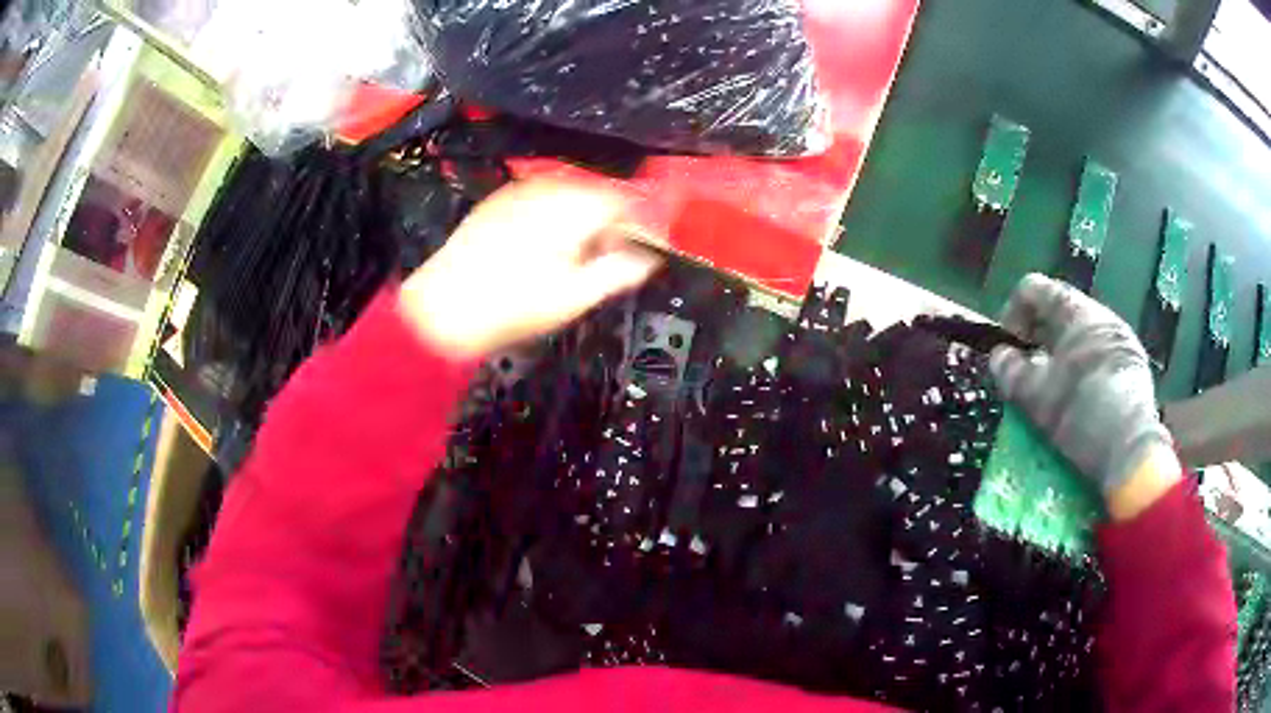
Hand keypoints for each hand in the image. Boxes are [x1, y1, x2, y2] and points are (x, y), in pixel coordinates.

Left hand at [399, 180, 661, 358]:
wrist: (439, 309)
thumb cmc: (510, 308)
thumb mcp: (573, 297)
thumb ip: (618, 272)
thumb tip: (649, 260)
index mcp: (571, 207)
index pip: (626, 200)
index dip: (644, 225)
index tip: (651, 252)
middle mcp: (546, 187)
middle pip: (597, 195)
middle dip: (612, 224)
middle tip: (614, 261)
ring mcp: (516, 192)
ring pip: (568, 197)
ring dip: (583, 222)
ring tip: (578, 260)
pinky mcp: (495, 203)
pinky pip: (539, 202)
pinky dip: (554, 220)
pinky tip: (544, 250)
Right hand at [989, 274, 1180, 503]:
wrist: (1131, 452)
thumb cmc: (1080, 414)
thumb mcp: (1037, 397)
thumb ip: (1011, 372)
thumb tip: (999, 356)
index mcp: (1076, 311)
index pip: (1034, 289)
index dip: (1012, 313)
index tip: (1006, 348)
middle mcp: (1102, 315)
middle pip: (1060, 312)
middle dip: (1037, 337)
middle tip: (1025, 371)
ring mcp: (1122, 339)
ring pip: (1081, 335)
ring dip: (1060, 354)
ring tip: (1052, 389)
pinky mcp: (1134, 366)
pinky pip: (1099, 354)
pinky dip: (1082, 368)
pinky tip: (1079, 399)